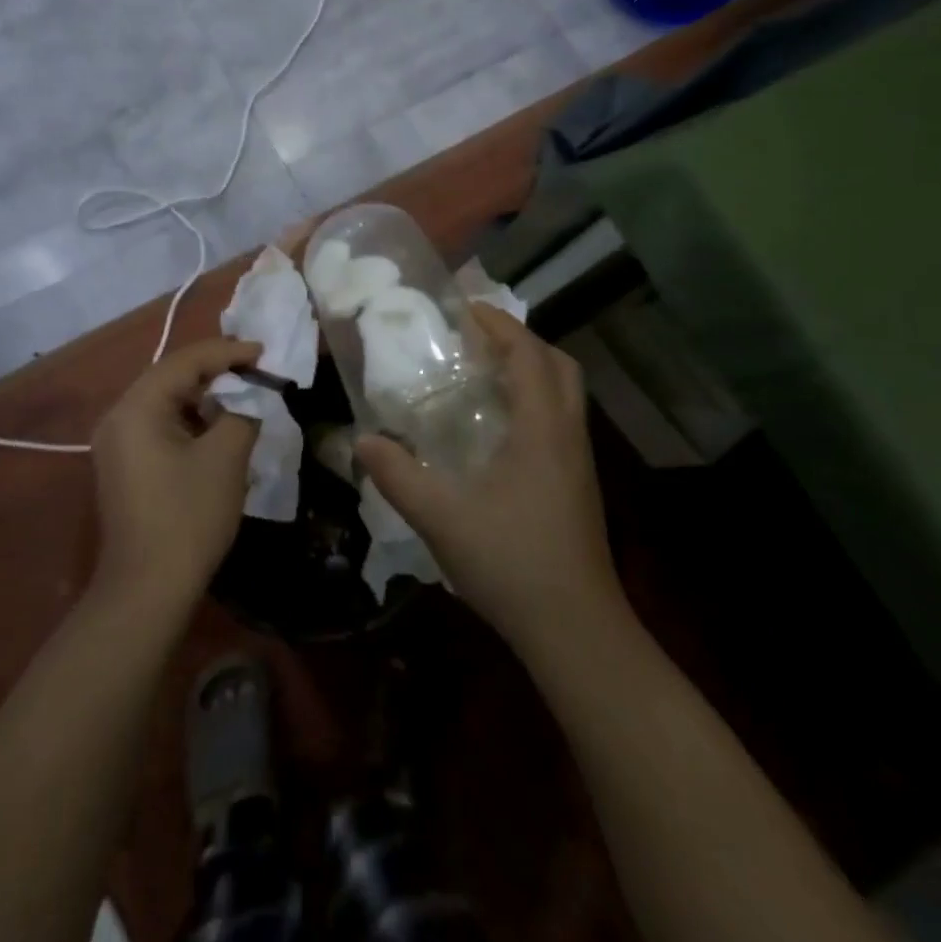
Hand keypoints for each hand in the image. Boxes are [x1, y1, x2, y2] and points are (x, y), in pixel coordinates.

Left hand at [90, 337, 261, 609]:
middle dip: (217, 370)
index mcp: (137, 408)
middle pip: (171, 377)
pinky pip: (160, 425)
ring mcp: (117, 443)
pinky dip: (191, 419)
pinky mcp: (125, 465)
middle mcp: (119, 417)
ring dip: (204, 396)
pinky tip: (218, 426)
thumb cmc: (188, 517)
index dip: (228, 352)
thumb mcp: (226, 457)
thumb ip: (243, 412)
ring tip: (244, 393)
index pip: (185, 362)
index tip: (264, 352)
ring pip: (166, 401)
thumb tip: (252, 395)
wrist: (147, 590)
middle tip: (256, 368)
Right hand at [356, 306, 620, 654]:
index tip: (464, 310)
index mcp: (543, 429)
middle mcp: (568, 435)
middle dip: (520, 342)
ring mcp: (579, 462)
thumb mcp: (442, 518)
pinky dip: (534, 403)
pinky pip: (560, 421)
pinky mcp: (578, 485)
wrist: (576, 631)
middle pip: (559, 365)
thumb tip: (361, 442)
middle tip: (476, 341)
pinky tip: (497, 431)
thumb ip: (398, 476)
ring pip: (565, 394)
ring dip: (530, 372)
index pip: (529, 354)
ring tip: (482, 377)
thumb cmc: (512, 564)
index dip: (499, 324)